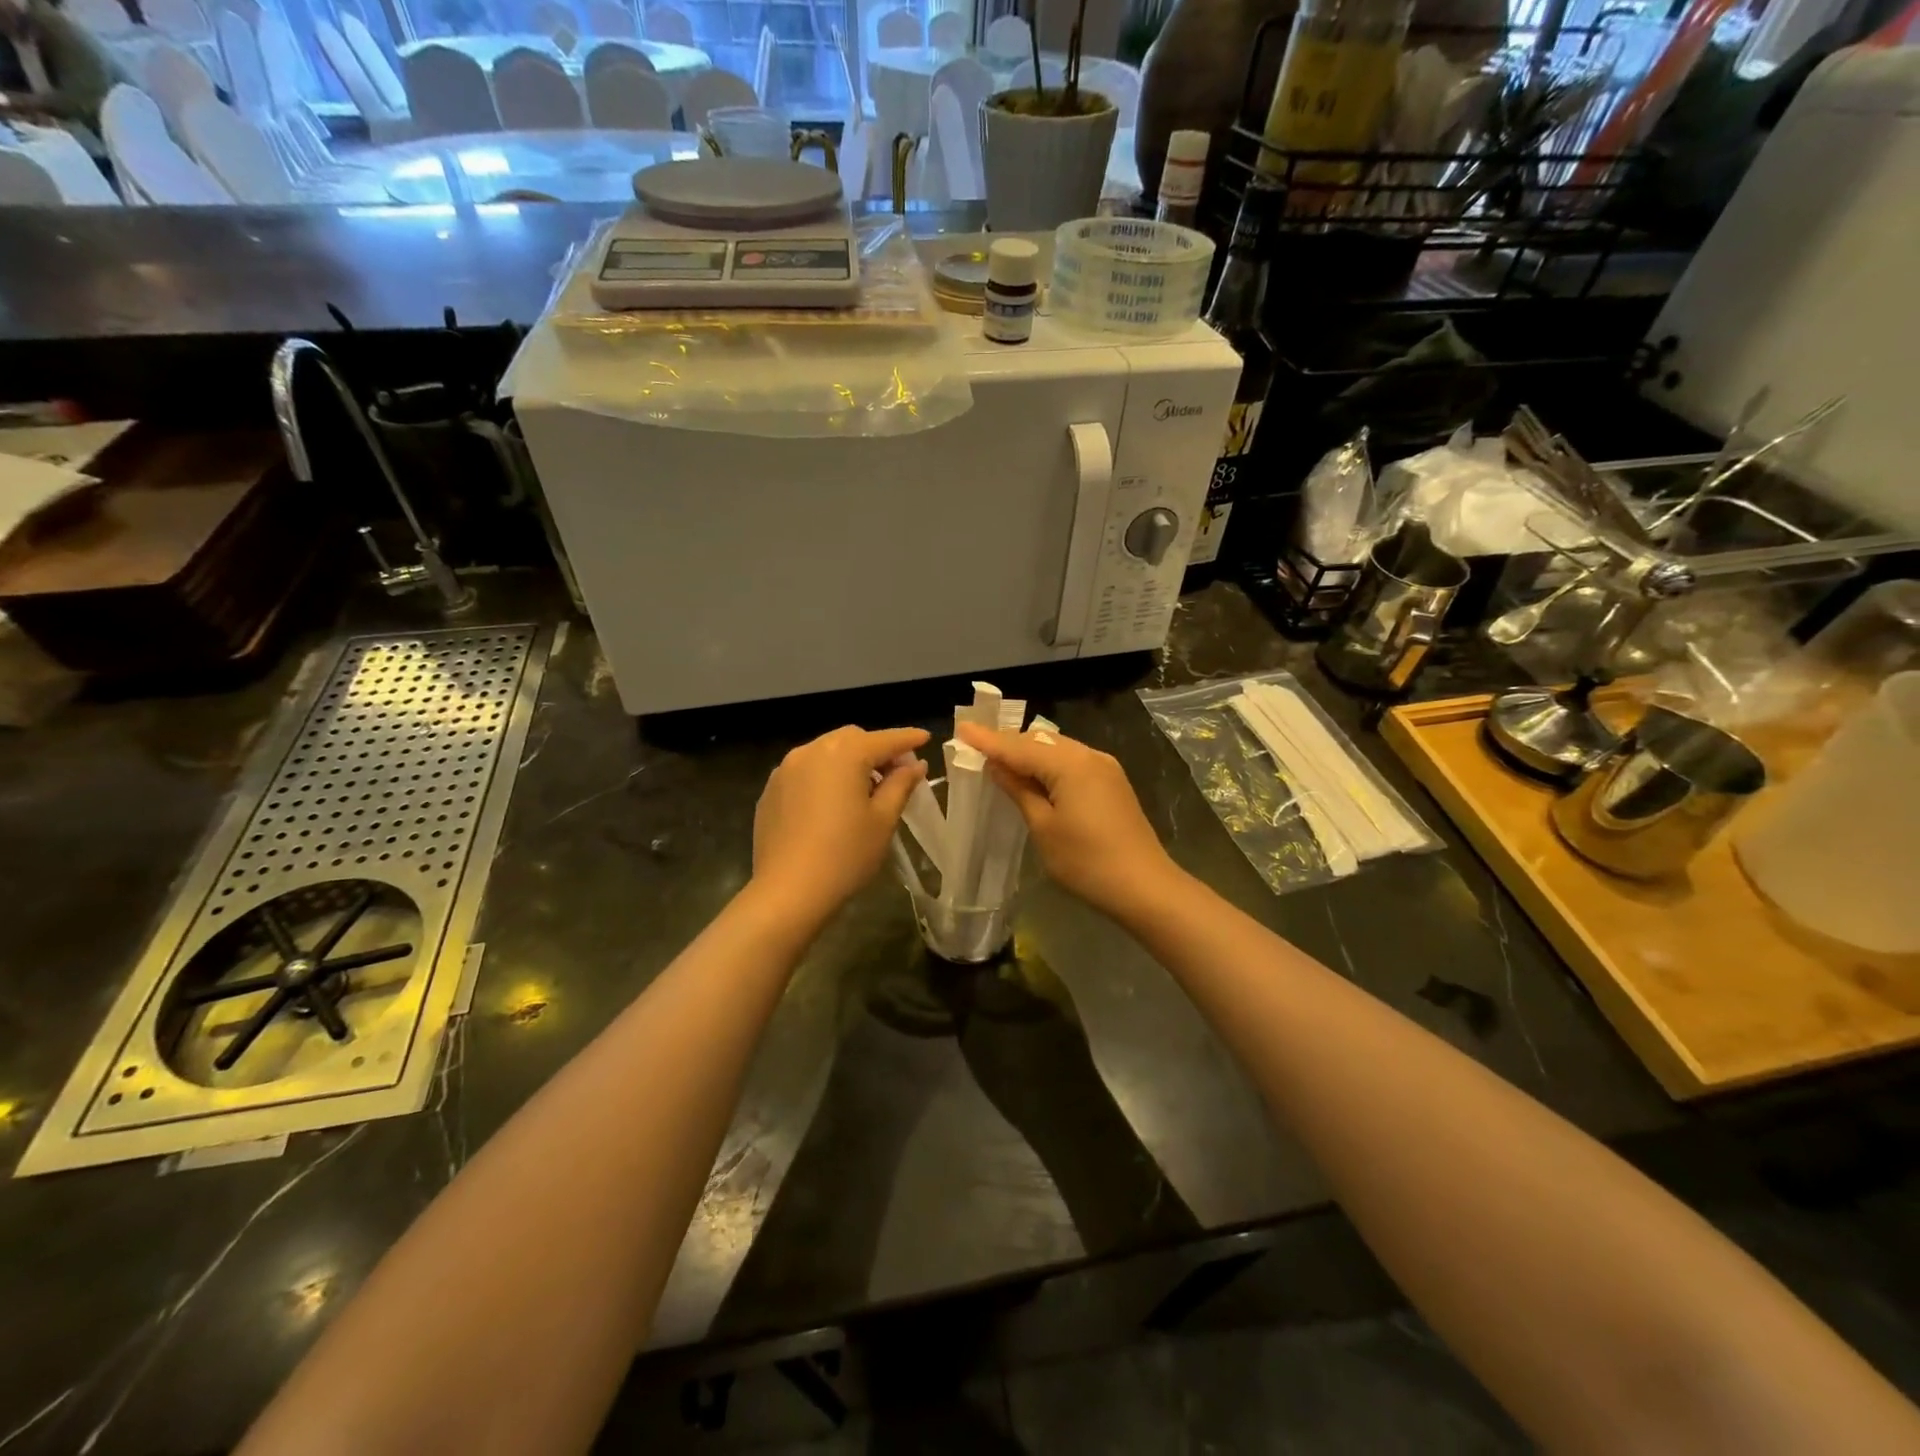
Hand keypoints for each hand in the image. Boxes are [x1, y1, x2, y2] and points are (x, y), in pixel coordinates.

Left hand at [752, 725, 928, 917]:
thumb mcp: (883, 820)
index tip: (925, 738)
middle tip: (896, 774)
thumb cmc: (845, 854)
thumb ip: (900, 784)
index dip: (908, 739)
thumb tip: (914, 765)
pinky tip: (831, 804)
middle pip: (852, 739)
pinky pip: (805, 772)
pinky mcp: (771, 790)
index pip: (885, 740)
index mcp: (844, 754)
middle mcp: (811, 751)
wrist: (788, 891)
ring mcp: (785, 769)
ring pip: (825, 753)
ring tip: (864, 790)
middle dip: (876, 749)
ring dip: (848, 762)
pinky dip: (824, 776)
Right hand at [956, 723, 1175, 916]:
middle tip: (977, 747)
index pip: (1019, 746)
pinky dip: (1049, 764)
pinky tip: (1035, 776)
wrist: (1144, 886)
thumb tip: (997, 766)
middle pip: (1040, 741)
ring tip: (1000, 761)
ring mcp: (1105, 767)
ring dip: (1029, 753)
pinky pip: (1073, 761)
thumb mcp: (1043, 827)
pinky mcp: (1112, 782)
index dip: (988, 740)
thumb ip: (1019, 791)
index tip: (962, 728)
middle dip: (1008, 742)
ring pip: (1057, 749)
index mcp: (1070, 764)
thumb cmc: (1086, 862)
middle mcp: (1089, 755)